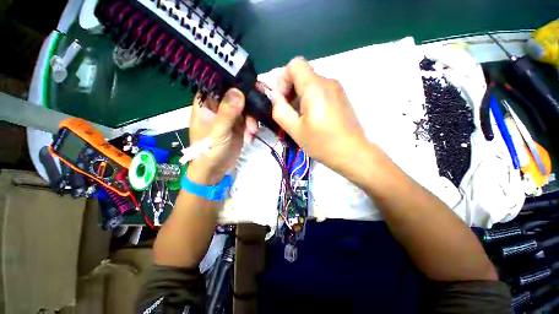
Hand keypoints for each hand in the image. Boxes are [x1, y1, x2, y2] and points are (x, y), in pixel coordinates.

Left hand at [187, 89, 257, 184]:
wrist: (215, 170)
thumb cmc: (209, 151)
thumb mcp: (219, 132)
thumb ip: (227, 112)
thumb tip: (238, 90)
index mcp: (206, 103)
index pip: (219, 83)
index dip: (234, 79)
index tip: (251, 82)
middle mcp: (218, 106)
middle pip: (236, 94)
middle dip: (249, 101)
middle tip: (261, 102)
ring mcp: (230, 115)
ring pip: (245, 107)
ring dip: (252, 118)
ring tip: (252, 132)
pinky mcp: (239, 125)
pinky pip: (249, 119)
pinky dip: (252, 126)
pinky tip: (250, 136)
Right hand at [272, 57, 367, 172]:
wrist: (352, 153)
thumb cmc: (322, 143)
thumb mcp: (295, 129)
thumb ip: (280, 110)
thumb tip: (276, 97)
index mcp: (315, 87)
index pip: (294, 64)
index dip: (283, 79)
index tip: (282, 100)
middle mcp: (328, 81)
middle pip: (302, 75)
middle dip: (290, 91)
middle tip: (290, 113)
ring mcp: (337, 89)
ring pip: (311, 84)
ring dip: (300, 98)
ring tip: (301, 119)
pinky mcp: (341, 97)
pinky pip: (320, 91)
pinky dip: (311, 100)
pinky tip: (313, 119)